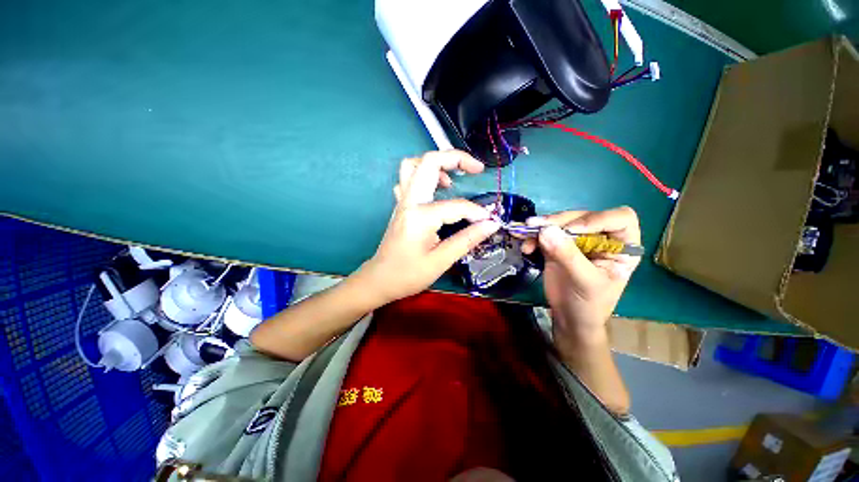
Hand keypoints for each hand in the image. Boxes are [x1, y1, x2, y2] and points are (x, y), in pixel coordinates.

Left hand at [357, 150, 500, 303]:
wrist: (379, 279)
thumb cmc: (408, 275)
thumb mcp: (441, 261)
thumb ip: (467, 240)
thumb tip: (492, 224)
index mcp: (420, 216)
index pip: (457, 206)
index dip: (477, 212)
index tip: (489, 221)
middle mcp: (409, 201)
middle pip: (429, 162)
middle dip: (456, 158)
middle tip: (476, 169)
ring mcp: (402, 201)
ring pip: (413, 165)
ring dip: (436, 164)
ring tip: (453, 179)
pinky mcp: (401, 205)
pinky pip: (408, 179)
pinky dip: (424, 176)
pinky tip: (435, 190)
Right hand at [522, 207, 641, 347]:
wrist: (569, 318)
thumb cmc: (589, 305)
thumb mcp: (585, 281)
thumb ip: (568, 255)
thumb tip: (546, 230)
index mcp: (621, 245)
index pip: (619, 218)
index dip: (596, 219)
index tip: (572, 230)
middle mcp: (601, 238)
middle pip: (582, 217)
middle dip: (558, 222)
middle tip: (536, 226)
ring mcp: (577, 240)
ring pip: (560, 223)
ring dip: (541, 227)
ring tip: (524, 233)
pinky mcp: (557, 245)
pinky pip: (545, 233)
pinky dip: (533, 237)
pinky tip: (526, 247)